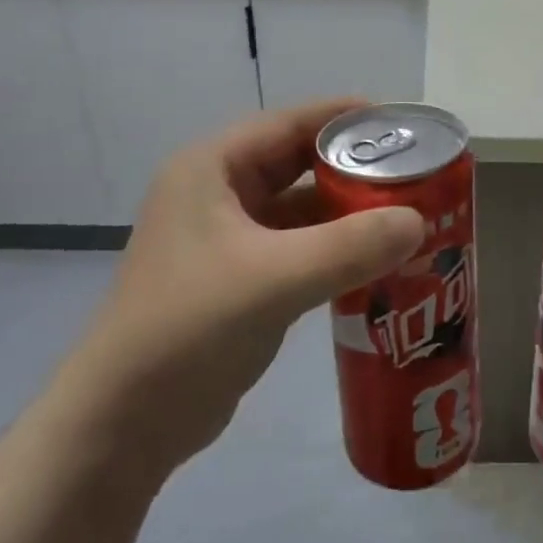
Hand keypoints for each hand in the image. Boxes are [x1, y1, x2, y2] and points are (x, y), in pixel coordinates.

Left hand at [53, 98, 424, 489]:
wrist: (123, 424)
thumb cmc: (188, 329)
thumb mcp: (274, 279)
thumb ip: (350, 246)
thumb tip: (419, 220)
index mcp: (212, 169)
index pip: (290, 123)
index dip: (347, 119)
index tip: (404, 124)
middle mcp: (219, 192)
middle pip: (300, 163)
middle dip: (355, 167)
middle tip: (416, 172)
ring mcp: (228, 238)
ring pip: (302, 209)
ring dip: (350, 212)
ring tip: (410, 214)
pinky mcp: (240, 278)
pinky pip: (299, 247)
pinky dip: (336, 249)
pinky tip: (379, 260)